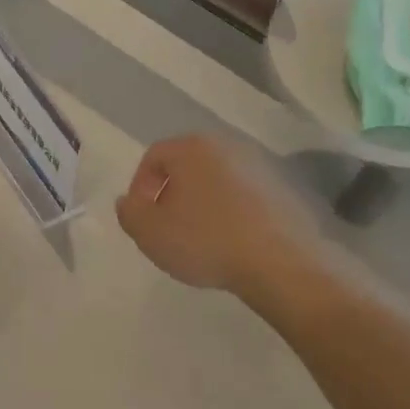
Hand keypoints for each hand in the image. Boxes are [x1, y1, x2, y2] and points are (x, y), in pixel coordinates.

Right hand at [115, 135, 323, 300]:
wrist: (277, 262)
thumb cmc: (205, 241)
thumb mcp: (149, 233)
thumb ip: (129, 212)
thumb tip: (129, 201)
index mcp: (192, 148)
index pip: (154, 156)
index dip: (140, 187)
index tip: (142, 218)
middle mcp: (227, 146)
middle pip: (186, 166)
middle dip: (171, 194)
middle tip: (166, 228)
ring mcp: (258, 166)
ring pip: (214, 181)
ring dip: (200, 204)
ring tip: (197, 239)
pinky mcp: (280, 190)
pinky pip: (241, 196)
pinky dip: (228, 212)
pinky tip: (228, 242)